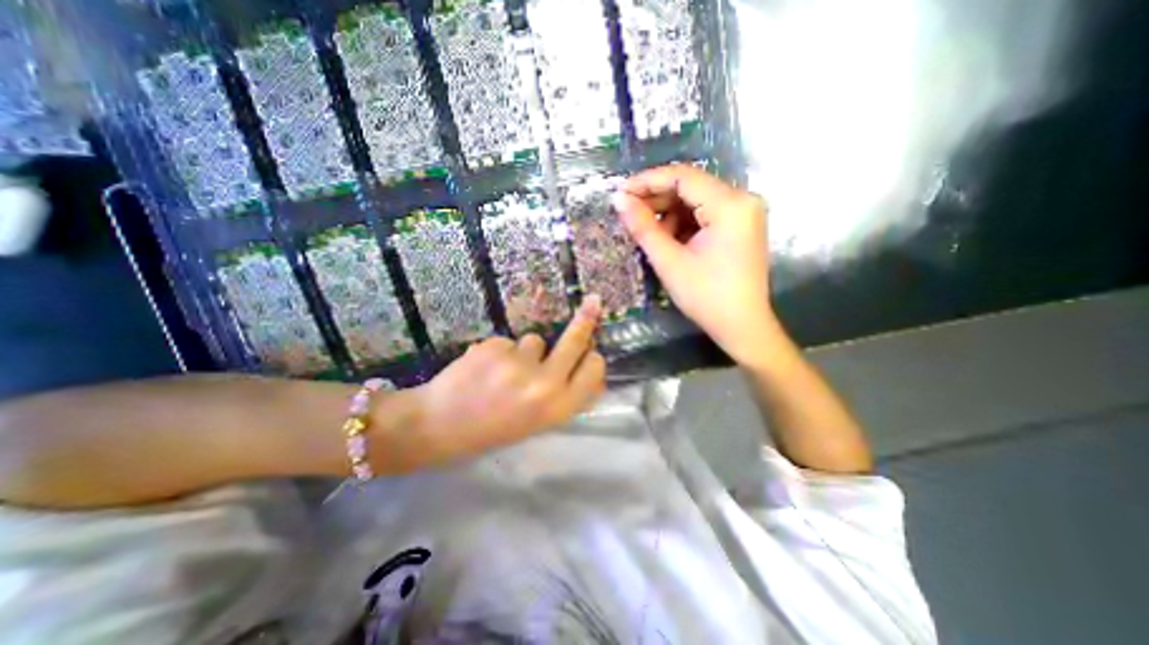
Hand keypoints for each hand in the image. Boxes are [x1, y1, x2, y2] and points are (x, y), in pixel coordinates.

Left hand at [391, 295, 608, 468]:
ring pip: (535, 339)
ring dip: (525, 351)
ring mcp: (518, 363)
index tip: (591, 351)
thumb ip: (563, 397)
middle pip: (575, 341)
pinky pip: (509, 341)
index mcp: (557, 408)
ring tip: (503, 372)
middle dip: (586, 320)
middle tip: (594, 301)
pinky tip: (485, 368)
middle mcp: (544, 384)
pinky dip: (500, 351)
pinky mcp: (494, 347)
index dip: (593, 359)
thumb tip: (585, 370)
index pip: (593, 370)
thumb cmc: (493, 430)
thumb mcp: (537, 423)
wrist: (438, 426)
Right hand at [615, 164, 776, 365]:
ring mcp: (745, 213)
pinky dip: (683, 223)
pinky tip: (668, 239)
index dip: (648, 181)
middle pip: (691, 187)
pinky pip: (706, 214)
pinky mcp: (741, 226)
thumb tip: (619, 200)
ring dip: (669, 213)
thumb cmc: (706, 296)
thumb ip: (643, 227)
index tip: (621, 192)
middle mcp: (743, 200)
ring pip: (697, 200)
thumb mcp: (669, 261)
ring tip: (647, 232)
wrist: (741, 326)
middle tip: (628, 212)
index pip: (683, 177)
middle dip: (657, 199)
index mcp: (731, 205)